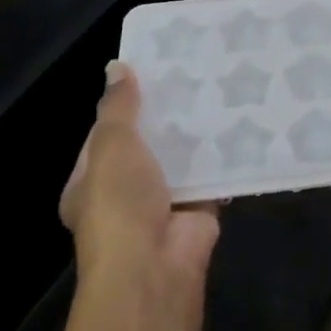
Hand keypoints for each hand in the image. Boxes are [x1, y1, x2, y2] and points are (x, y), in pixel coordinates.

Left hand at [59, 60, 220, 284]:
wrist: (155, 263)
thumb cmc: (119, 203)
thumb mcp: (111, 147)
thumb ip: (118, 107)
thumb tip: (117, 67)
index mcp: (89, 182)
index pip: (106, 135)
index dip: (125, 104)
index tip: (152, 72)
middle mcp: (125, 192)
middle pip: (148, 144)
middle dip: (168, 115)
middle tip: (194, 72)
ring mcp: (163, 201)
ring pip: (181, 156)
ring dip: (197, 132)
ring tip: (221, 86)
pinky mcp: (199, 206)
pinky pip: (212, 172)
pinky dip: (224, 153)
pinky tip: (241, 119)